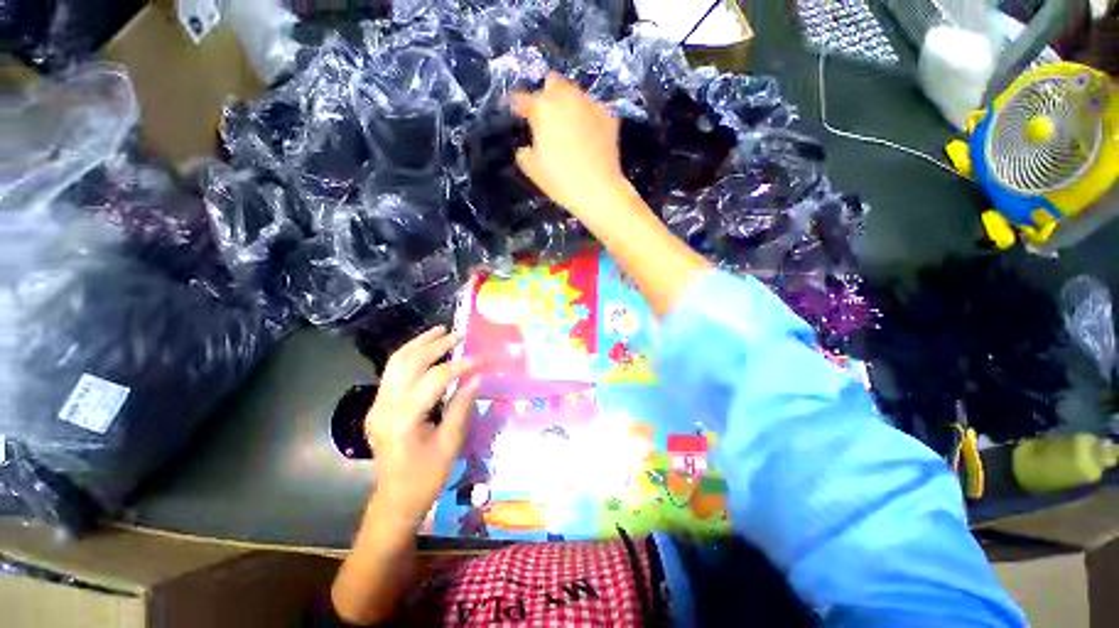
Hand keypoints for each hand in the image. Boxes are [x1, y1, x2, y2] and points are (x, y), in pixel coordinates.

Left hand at [365, 326, 480, 529]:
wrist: (395, 499)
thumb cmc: (427, 476)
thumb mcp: (451, 443)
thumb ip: (462, 405)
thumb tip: (477, 377)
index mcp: (404, 420)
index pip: (434, 380)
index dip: (459, 366)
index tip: (480, 359)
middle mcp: (385, 407)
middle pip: (409, 363)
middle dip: (436, 345)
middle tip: (459, 335)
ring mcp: (377, 405)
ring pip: (395, 363)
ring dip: (419, 343)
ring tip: (440, 331)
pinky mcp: (378, 405)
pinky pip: (393, 372)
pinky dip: (410, 355)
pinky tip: (426, 348)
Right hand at [511, 73, 631, 218]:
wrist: (598, 190)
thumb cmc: (560, 181)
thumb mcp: (532, 169)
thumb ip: (524, 152)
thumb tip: (527, 147)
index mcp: (543, 108)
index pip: (522, 98)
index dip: (517, 106)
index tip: (516, 114)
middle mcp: (567, 97)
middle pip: (552, 83)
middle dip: (546, 95)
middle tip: (545, 117)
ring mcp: (591, 104)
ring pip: (575, 92)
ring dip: (568, 103)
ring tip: (568, 123)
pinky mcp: (609, 116)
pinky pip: (594, 109)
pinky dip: (588, 117)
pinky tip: (588, 133)